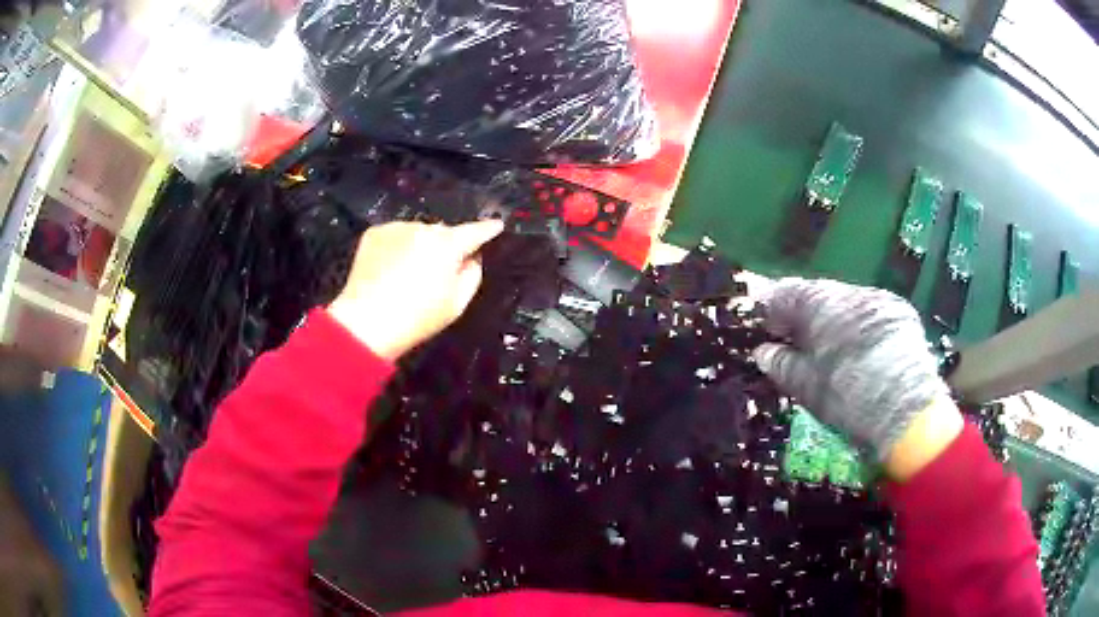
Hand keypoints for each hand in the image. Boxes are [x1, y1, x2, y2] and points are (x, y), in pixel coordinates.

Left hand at [327, 220, 503, 360]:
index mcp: (448, 245)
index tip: (496, 225)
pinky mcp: (374, 233)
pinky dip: (397, 247)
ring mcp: (397, 228)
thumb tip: (472, 257)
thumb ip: (472, 274)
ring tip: (409, 274)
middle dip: (445, 246)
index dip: (488, 229)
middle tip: (437, 273)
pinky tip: (390, 270)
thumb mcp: (457, 304)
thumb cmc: (417, 318)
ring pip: (417, 233)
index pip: (475, 231)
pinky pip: (395, 236)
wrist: (366, 322)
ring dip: (419, 246)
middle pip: (443, 233)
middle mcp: (423, 229)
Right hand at [751, 278, 960, 478]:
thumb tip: (763, 352)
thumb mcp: (806, 387)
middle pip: (819, 295)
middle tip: (798, 344)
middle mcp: (850, 291)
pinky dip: (860, 327)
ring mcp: (879, 300)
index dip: (771, 310)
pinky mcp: (901, 313)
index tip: (768, 330)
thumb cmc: (848, 399)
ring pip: (847, 304)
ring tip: (832, 352)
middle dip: (806, 316)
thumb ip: (780, 364)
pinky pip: (871, 313)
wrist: (907, 412)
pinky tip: (862, 352)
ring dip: (835, 321)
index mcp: (821, 303)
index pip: (785, 292)